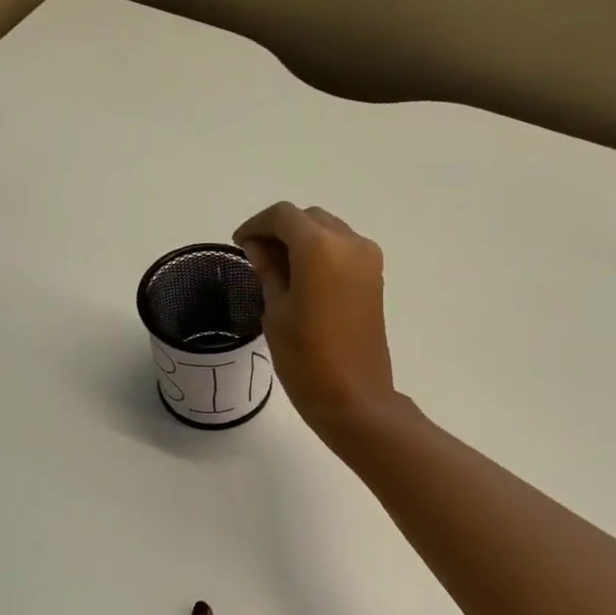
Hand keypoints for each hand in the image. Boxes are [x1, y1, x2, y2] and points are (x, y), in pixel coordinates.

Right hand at [233, 202, 396, 441]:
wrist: (355, 398)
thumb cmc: (306, 360)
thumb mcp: (276, 312)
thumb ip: (268, 270)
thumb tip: (260, 247)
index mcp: (319, 247)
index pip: (282, 216)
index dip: (256, 225)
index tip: (240, 245)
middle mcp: (349, 242)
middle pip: (308, 219)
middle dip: (281, 231)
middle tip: (257, 257)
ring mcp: (368, 259)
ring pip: (328, 231)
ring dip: (303, 241)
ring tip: (279, 270)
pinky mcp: (376, 278)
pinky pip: (344, 250)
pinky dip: (322, 254)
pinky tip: (304, 279)